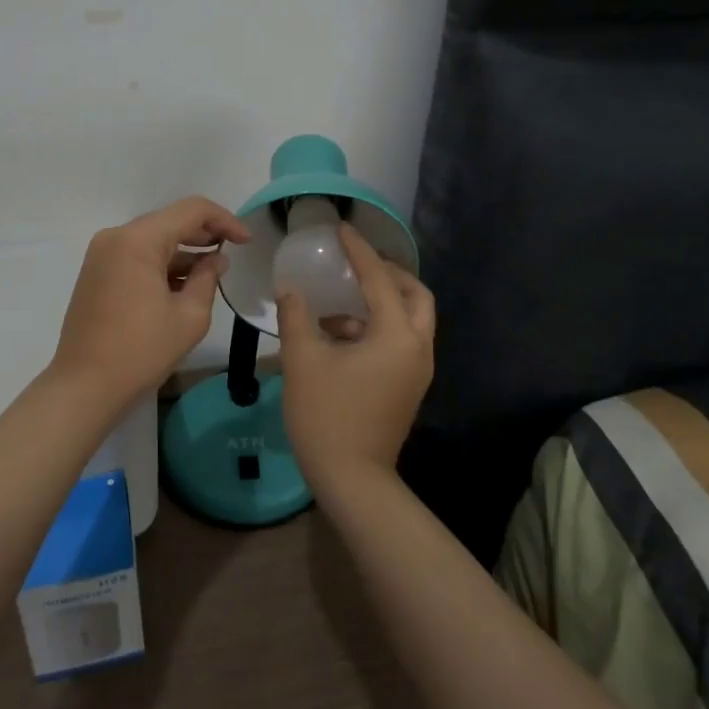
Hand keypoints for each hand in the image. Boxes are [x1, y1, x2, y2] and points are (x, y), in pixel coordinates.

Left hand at [49, 196, 250, 408]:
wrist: (84, 386)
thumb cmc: (141, 351)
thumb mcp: (189, 316)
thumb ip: (208, 278)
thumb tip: (216, 260)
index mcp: (138, 240)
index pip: (191, 211)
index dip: (224, 220)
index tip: (246, 241)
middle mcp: (116, 237)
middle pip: (169, 220)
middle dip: (204, 233)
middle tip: (233, 251)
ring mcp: (101, 255)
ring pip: (152, 238)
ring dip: (183, 250)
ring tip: (211, 271)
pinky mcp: (96, 273)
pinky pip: (136, 255)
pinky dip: (161, 263)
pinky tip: (182, 283)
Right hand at [276, 223, 435, 499]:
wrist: (352, 479)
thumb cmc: (326, 415)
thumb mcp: (303, 360)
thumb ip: (296, 317)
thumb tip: (291, 290)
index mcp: (396, 335)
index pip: (379, 279)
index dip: (359, 251)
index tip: (342, 229)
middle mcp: (417, 348)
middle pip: (416, 295)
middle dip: (390, 274)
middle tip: (360, 264)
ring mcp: (417, 370)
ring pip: (411, 320)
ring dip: (384, 302)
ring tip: (341, 302)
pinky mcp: (409, 387)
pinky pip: (401, 341)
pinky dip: (379, 327)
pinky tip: (340, 336)